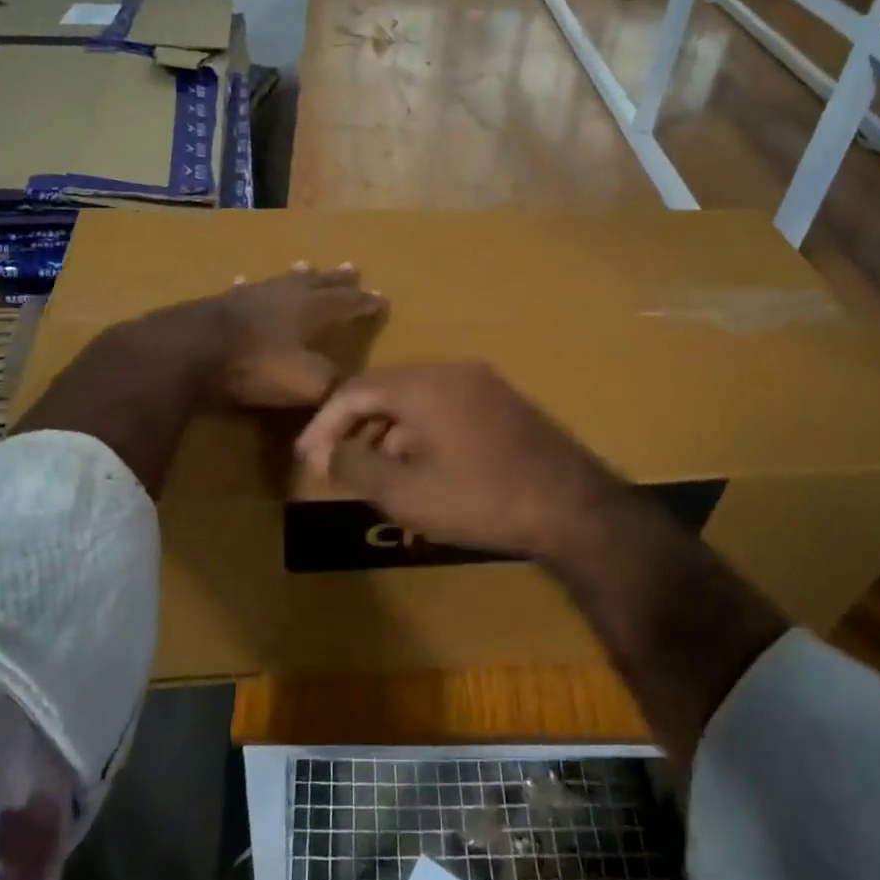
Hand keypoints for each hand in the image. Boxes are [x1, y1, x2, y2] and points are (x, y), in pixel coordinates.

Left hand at [206, 263, 385, 407]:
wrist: (191, 351)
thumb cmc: (257, 366)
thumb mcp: (307, 382)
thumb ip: (332, 381)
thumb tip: (347, 381)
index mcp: (313, 310)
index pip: (349, 302)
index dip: (366, 302)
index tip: (382, 300)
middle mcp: (287, 294)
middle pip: (319, 282)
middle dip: (338, 279)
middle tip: (352, 268)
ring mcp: (252, 294)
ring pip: (283, 280)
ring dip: (298, 275)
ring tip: (307, 265)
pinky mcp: (223, 302)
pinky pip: (244, 290)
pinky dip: (250, 287)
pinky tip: (244, 283)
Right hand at [294, 362, 628, 560]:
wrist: (571, 508)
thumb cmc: (480, 499)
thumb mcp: (406, 492)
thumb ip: (356, 467)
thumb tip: (326, 454)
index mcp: (423, 384)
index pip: (354, 390)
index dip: (325, 424)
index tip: (308, 459)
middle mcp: (452, 372)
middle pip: (385, 392)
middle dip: (355, 429)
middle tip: (336, 468)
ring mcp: (483, 385)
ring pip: (416, 402)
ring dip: (388, 435)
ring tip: (374, 477)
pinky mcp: (504, 404)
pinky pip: (445, 410)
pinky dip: (420, 435)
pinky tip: (419, 471)